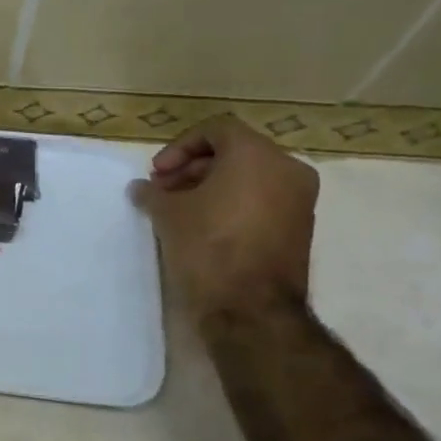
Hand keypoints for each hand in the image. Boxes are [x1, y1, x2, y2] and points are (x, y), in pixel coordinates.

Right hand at [130, 115, 318, 323]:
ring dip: (211, 187)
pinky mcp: (299, 229)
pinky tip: (203, 227)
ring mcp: (299, 201)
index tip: (158, 173)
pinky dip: (233, 205)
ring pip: (250, 178)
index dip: (180, 147)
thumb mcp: (168, 215)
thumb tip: (141, 189)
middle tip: (163, 191)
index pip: (216, 130)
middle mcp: (287, 170)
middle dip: (193, 168)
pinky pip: (262, 202)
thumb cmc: (208, 248)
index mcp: (257, 155)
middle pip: (234, 153)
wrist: (251, 310)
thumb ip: (153, 193)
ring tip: (179, 210)